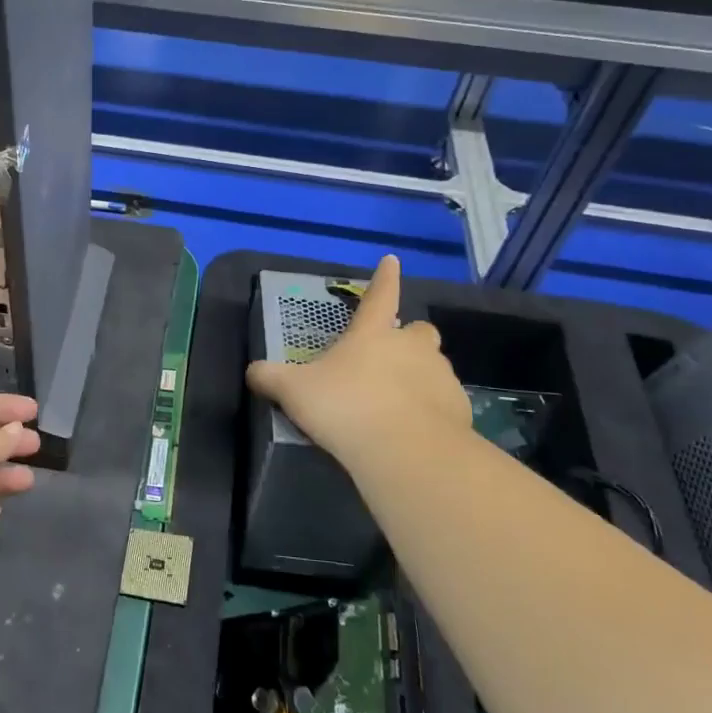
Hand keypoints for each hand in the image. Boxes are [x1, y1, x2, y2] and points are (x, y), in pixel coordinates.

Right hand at [246, 255, 469, 477]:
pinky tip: (414, 431)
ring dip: (418, 377)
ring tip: (396, 404)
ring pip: (433, 367)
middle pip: (417, 331)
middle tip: (387, 360)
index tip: (392, 260)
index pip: (380, 295)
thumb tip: (252, 371)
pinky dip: (432, 410)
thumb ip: (271, 378)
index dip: (384, 278)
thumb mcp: (294, 391)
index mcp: (373, 334)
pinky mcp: (459, 409)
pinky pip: (445, 402)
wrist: (407, 452)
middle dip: (407, 340)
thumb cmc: (346, 407)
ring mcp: (440, 376)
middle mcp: (412, 347)